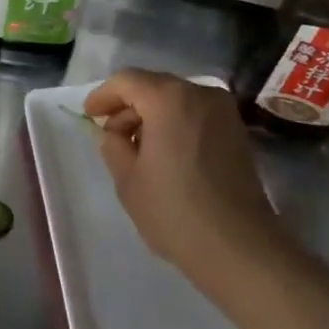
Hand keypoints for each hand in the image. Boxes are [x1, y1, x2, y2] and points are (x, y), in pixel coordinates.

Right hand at [84, 70, 284, 279]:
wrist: (238, 247)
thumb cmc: (174, 211)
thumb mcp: (127, 179)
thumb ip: (113, 145)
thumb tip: (116, 134)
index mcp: (169, 99)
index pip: (127, 81)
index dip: (103, 96)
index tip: (89, 116)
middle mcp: (201, 94)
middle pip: (154, 86)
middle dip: (128, 105)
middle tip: (110, 134)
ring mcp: (224, 112)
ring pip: (176, 100)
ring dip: (151, 116)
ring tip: (135, 148)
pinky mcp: (237, 132)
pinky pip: (195, 115)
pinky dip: (174, 124)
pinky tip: (163, 153)